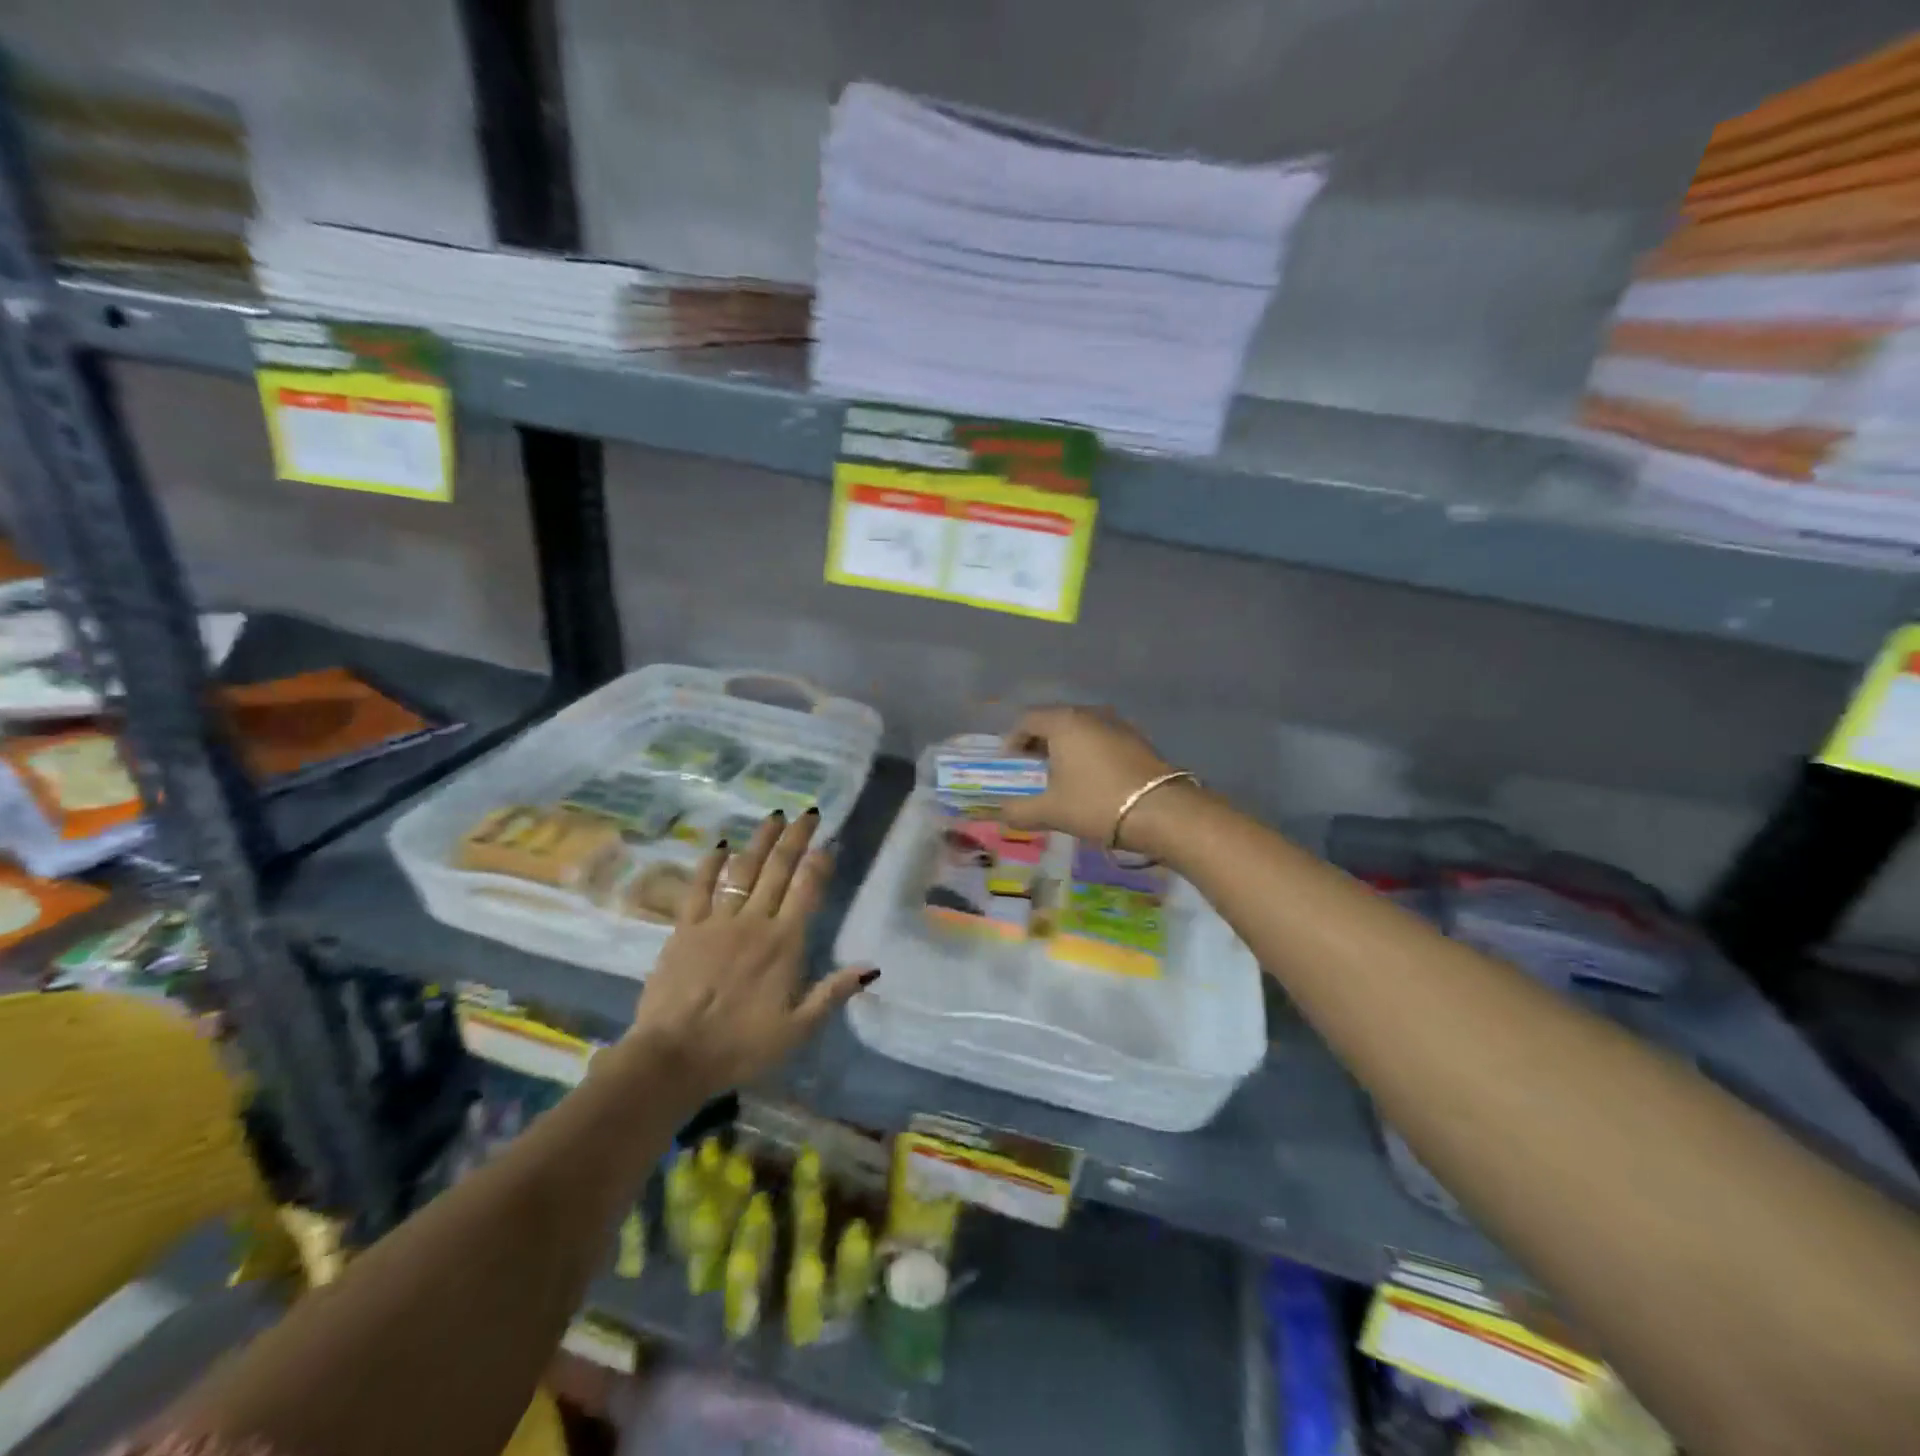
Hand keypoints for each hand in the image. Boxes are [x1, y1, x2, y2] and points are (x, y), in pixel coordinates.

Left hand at [623, 810, 874, 1099]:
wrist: (673, 1057)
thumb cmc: (740, 1046)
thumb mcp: (797, 1030)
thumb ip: (832, 993)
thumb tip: (872, 967)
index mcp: (784, 944)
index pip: (808, 891)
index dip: (819, 864)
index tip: (828, 843)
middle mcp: (755, 922)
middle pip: (779, 870)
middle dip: (796, 839)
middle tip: (809, 814)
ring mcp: (718, 921)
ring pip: (744, 870)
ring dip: (761, 841)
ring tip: (775, 816)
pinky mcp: (685, 928)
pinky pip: (700, 888)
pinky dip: (710, 864)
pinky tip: (720, 845)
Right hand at [999, 705, 1184, 849]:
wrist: (1162, 812)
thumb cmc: (1096, 803)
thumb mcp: (1051, 811)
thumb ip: (1020, 811)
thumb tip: (1001, 813)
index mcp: (1064, 722)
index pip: (1028, 720)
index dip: (1013, 740)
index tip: (1010, 763)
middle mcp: (1091, 714)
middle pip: (1056, 721)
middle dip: (1040, 742)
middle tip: (1032, 768)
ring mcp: (1119, 725)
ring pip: (1082, 730)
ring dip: (1067, 748)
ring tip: (1062, 775)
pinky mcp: (1140, 741)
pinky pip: (1104, 740)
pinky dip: (1090, 753)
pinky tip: (1092, 779)